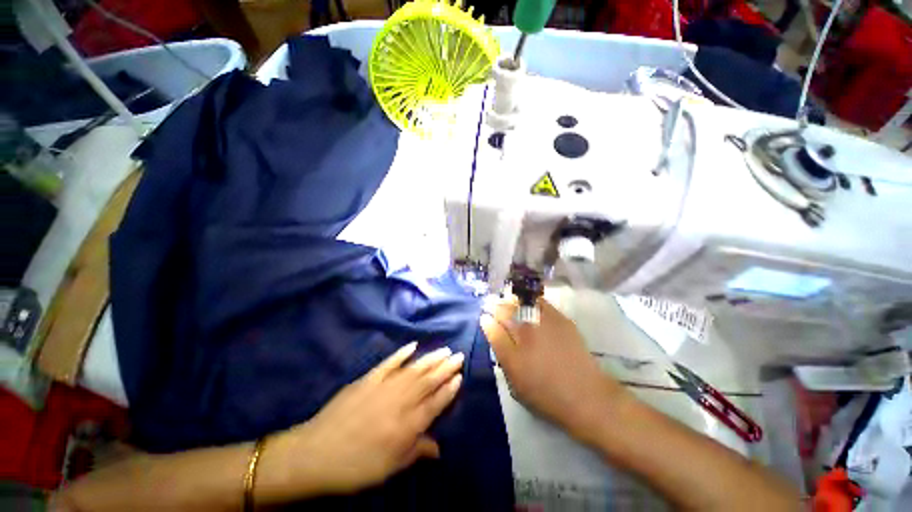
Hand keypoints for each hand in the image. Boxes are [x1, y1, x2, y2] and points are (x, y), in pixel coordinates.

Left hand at [259, 343, 463, 498]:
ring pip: (413, 369)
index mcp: (407, 425)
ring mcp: (383, 387)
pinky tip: (413, 346)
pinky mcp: (368, 379)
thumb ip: (415, 452)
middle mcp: (400, 402)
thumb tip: (439, 448)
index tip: (460, 377)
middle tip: (458, 355)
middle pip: (428, 381)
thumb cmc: (355, 466)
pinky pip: (389, 363)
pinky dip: (402, 353)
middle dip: (445, 368)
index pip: (435, 403)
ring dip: (430, 359)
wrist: (316, 453)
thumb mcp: (389, 468)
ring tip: (444, 350)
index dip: (449, 389)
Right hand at [481, 297, 627, 442]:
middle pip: (505, 312)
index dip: (487, 321)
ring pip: (521, 304)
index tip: (485, 317)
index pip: (492, 329)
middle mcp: (524, 334)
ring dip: (512, 301)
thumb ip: (502, 356)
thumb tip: (492, 333)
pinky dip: (533, 300)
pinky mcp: (559, 320)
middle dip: (497, 307)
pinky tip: (531, 302)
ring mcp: (542, 324)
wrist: (586, 396)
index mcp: (511, 352)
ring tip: (510, 299)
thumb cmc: (546, 396)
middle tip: (495, 305)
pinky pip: (540, 302)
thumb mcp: (515, 384)